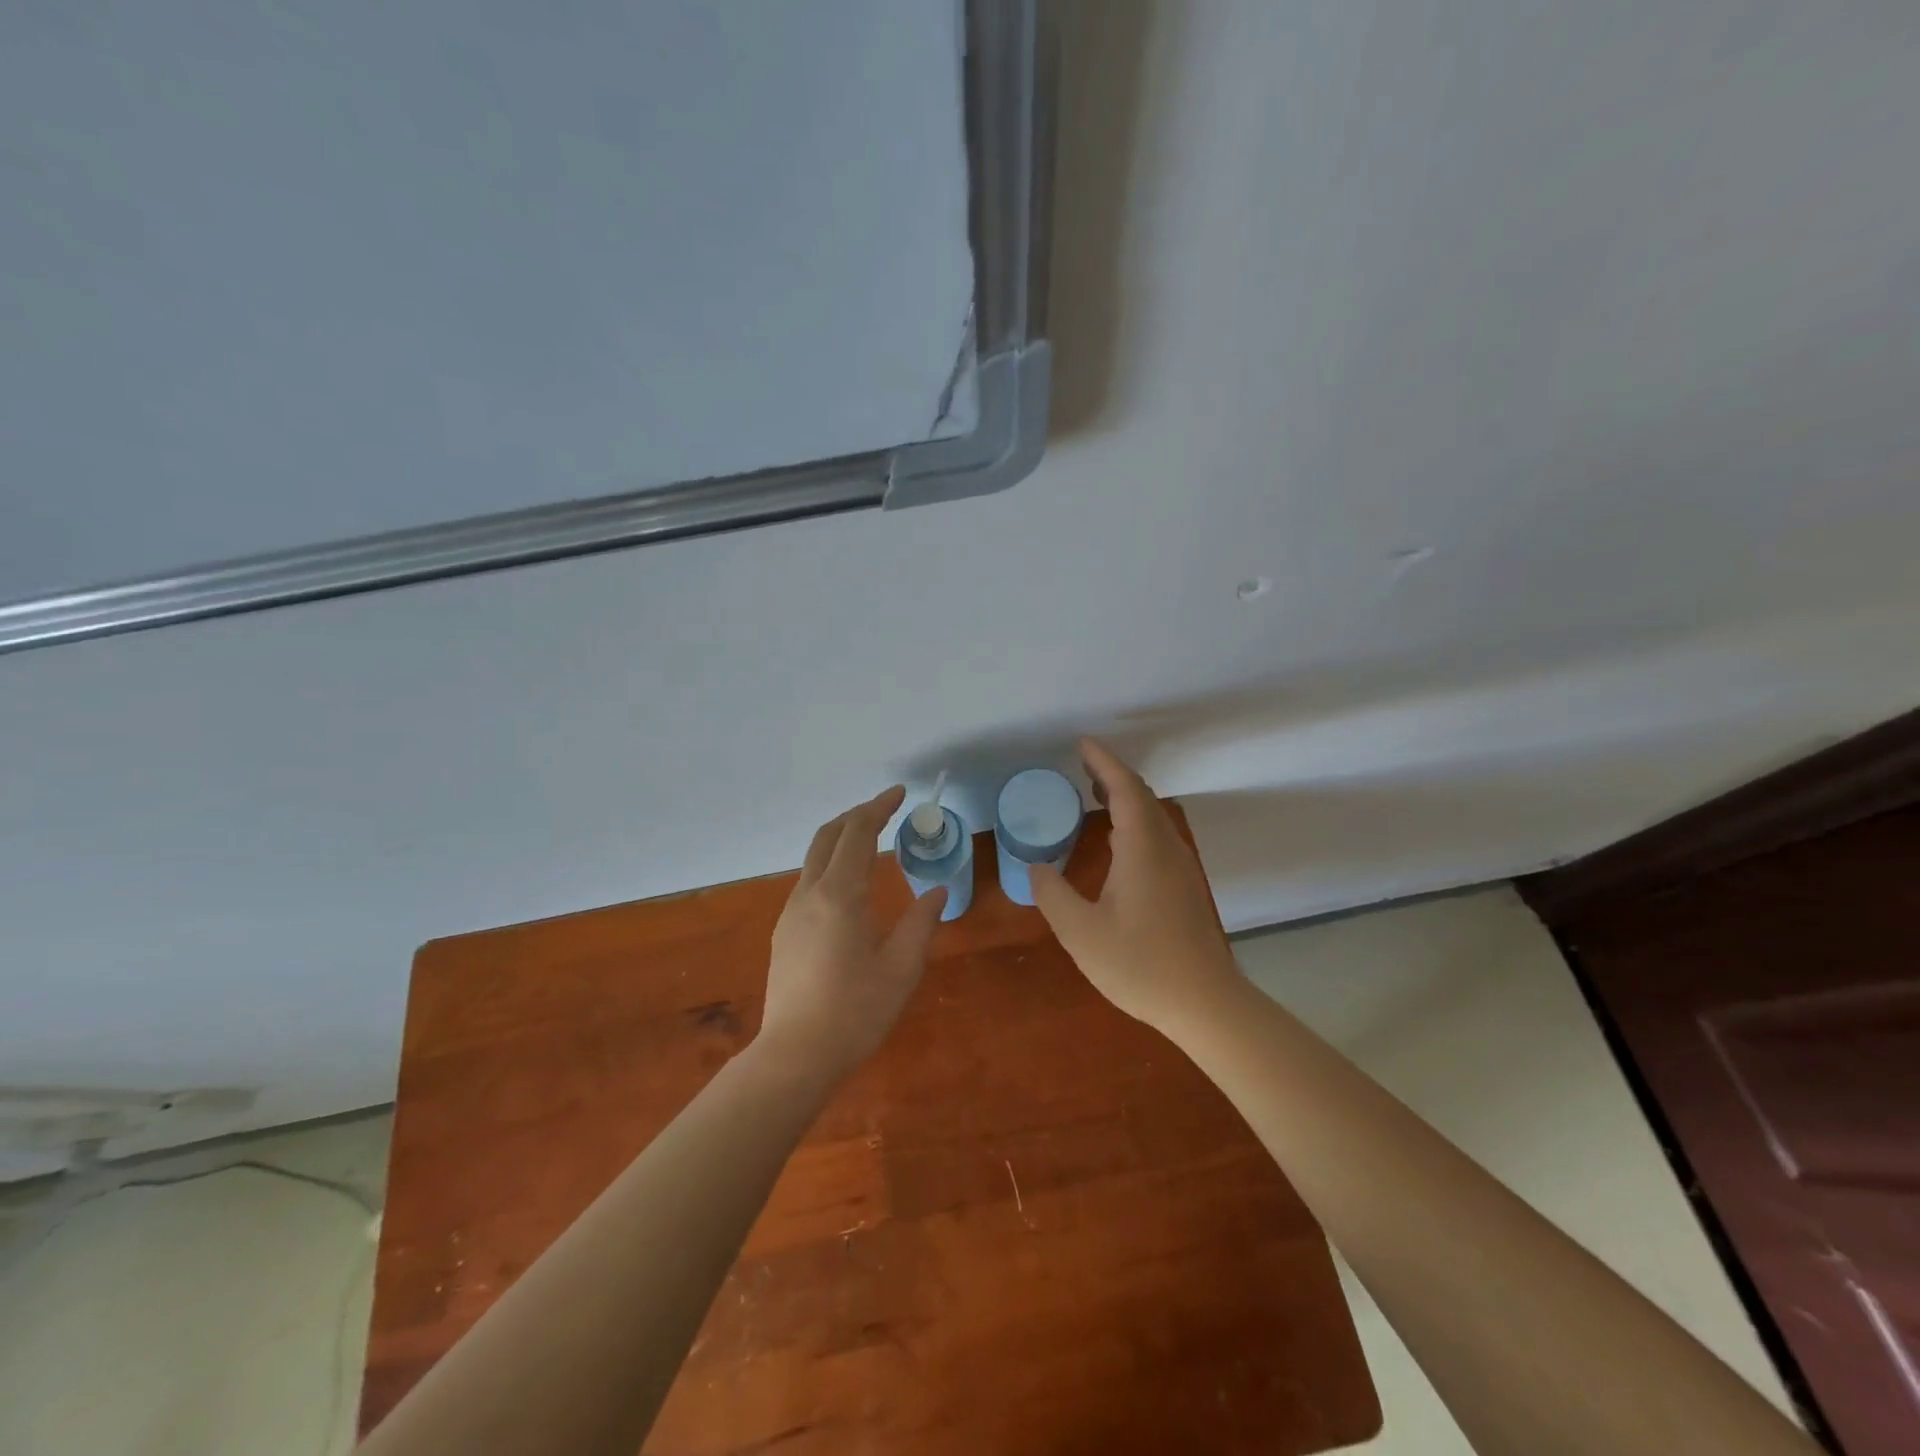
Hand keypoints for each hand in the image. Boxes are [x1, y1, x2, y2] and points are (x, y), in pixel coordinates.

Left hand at [759, 786, 946, 1078]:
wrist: (795, 1055)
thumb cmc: (855, 1011)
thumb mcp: (901, 968)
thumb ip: (921, 923)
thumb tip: (937, 893)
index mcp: (840, 894)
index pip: (858, 833)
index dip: (878, 807)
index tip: (899, 793)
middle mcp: (810, 894)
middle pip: (828, 836)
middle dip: (856, 815)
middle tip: (884, 809)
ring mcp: (792, 913)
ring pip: (814, 858)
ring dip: (841, 839)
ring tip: (870, 842)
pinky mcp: (785, 933)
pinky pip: (809, 881)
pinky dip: (830, 864)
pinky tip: (849, 886)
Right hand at [1029, 739, 1241, 1033]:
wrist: (1206, 1004)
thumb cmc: (1140, 964)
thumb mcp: (1081, 932)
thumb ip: (1052, 894)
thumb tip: (1037, 867)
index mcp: (1142, 848)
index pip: (1124, 788)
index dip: (1103, 761)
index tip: (1081, 743)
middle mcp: (1166, 847)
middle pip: (1142, 796)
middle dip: (1112, 774)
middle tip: (1081, 765)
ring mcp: (1181, 867)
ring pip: (1152, 815)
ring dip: (1124, 797)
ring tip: (1094, 792)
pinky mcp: (1185, 886)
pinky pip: (1157, 834)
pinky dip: (1134, 820)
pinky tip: (1117, 840)